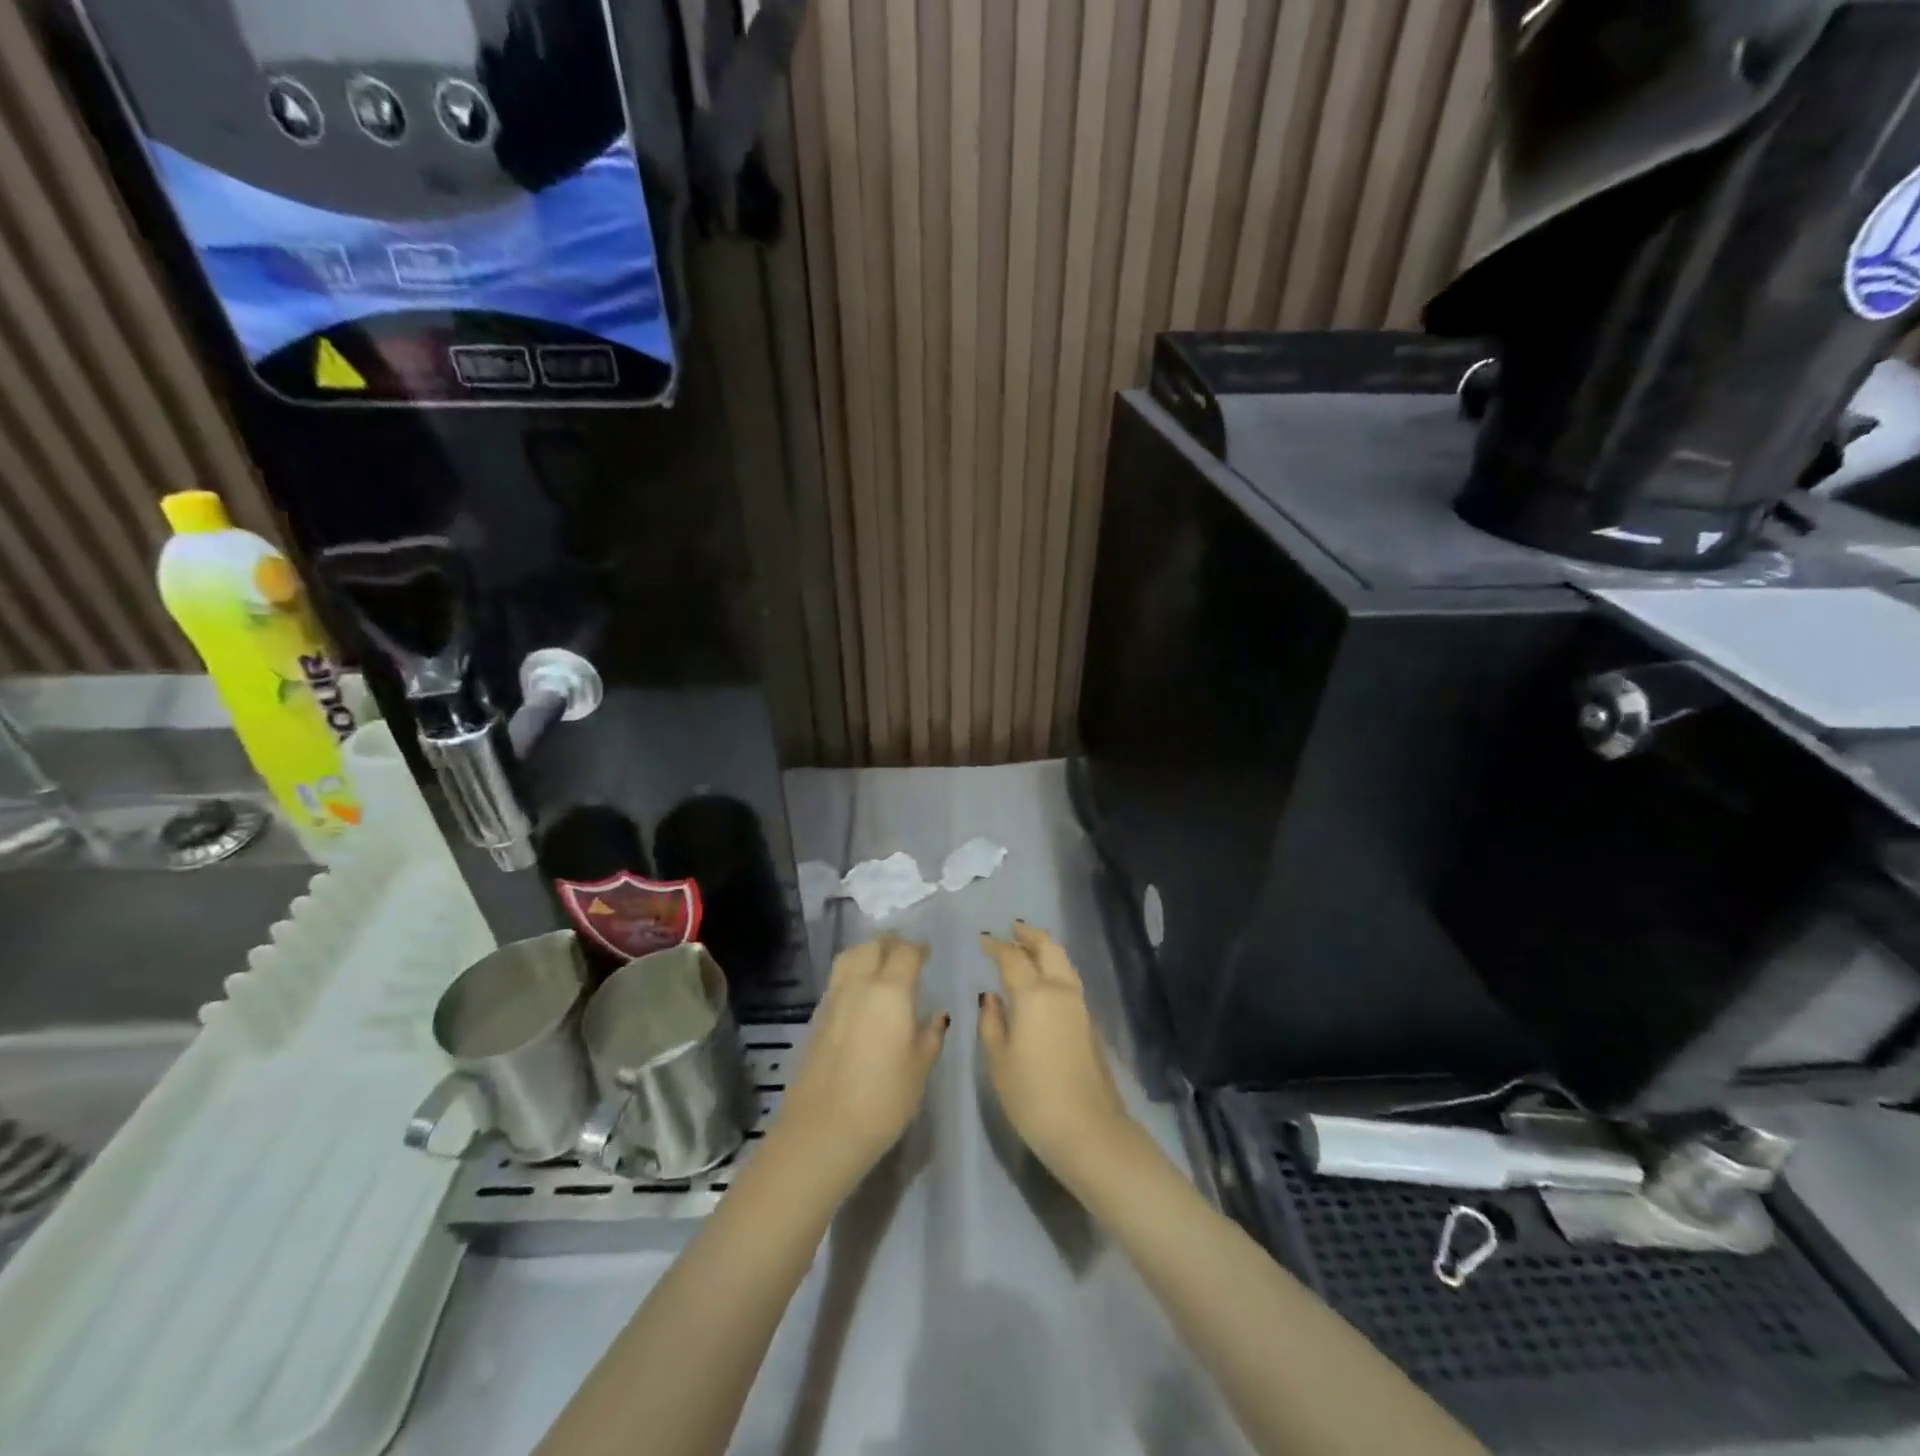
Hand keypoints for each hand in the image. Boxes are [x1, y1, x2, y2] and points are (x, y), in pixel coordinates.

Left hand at [772, 934, 948, 1190]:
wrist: (822, 1130)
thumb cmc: (883, 1100)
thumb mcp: (919, 1069)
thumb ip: (930, 1036)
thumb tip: (937, 1015)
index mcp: (891, 991)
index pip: (905, 953)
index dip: (918, 949)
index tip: (927, 954)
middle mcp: (859, 985)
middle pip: (873, 946)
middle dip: (890, 944)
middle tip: (904, 954)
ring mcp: (833, 999)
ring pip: (849, 958)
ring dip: (867, 953)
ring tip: (880, 966)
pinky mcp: (817, 1018)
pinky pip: (837, 980)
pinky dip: (851, 974)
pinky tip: (860, 995)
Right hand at [977, 922, 1137, 1187]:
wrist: (1089, 1129)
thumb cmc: (1033, 1097)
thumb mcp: (999, 1062)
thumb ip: (992, 1023)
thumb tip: (990, 997)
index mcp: (1034, 995)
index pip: (1012, 957)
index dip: (996, 945)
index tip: (983, 939)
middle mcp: (1060, 990)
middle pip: (1047, 948)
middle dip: (1029, 935)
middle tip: (1012, 929)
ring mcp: (1080, 1005)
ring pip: (1063, 962)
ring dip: (1046, 948)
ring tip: (1029, 947)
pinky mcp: (1090, 1022)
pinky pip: (1070, 980)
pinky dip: (1056, 968)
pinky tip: (1044, 980)